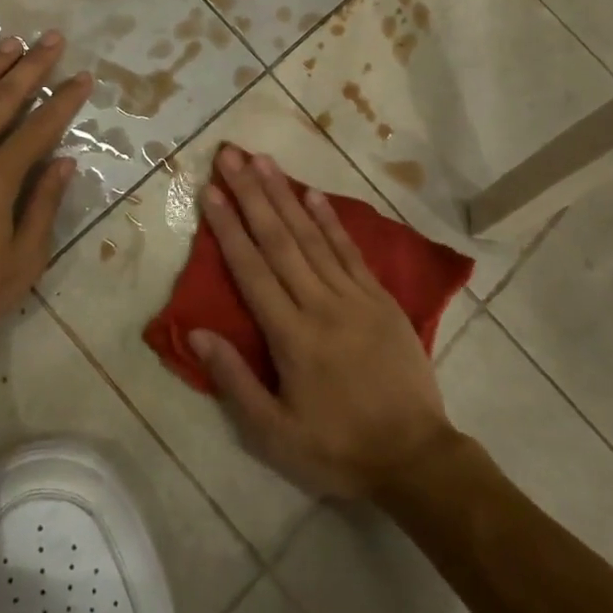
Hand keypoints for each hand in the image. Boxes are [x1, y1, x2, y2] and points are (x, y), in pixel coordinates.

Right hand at [190, 148, 453, 497]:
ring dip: (285, 195)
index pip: (252, 269)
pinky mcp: (380, 298)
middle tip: (232, 155)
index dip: (228, 227)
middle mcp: (320, 305)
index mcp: (291, 336)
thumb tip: (197, 332)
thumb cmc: (338, 448)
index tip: (211, 190)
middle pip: (279, 239)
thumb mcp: (274, 433)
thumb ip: (234, 380)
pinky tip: (313, 195)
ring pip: (312, 236)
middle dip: (252, 194)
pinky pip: (350, 251)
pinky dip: (330, 220)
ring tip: (264, 161)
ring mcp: (355, 297)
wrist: (415, 457)